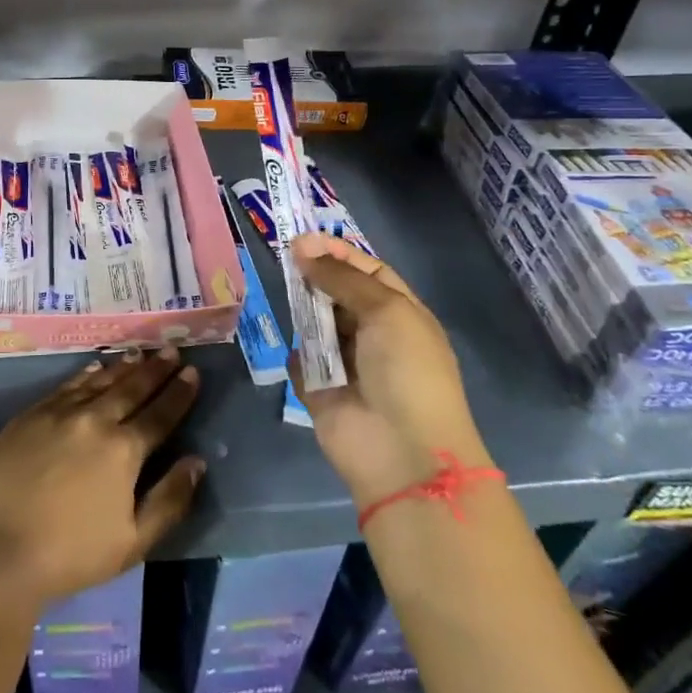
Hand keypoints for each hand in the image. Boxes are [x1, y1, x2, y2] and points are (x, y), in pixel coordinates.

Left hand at [0, 349, 204, 608]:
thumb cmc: (70, 554)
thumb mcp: (133, 542)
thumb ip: (169, 500)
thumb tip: (196, 462)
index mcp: (124, 450)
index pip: (159, 414)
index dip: (178, 393)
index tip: (193, 373)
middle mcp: (95, 420)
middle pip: (131, 388)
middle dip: (155, 369)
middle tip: (172, 350)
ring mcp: (59, 413)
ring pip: (99, 381)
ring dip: (123, 366)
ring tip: (140, 353)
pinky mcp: (30, 415)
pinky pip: (66, 385)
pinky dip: (85, 374)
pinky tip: (94, 366)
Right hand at [289, 233, 491, 507]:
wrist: (402, 452)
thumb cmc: (407, 371)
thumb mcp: (386, 310)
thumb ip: (342, 278)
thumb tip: (303, 249)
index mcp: (400, 314)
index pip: (367, 271)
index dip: (338, 253)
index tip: (303, 240)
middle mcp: (374, 335)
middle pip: (337, 295)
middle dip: (315, 278)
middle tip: (284, 260)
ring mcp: (346, 364)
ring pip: (315, 325)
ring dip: (303, 311)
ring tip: (284, 294)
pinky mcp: (320, 390)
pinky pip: (301, 362)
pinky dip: (297, 355)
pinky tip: (297, 348)